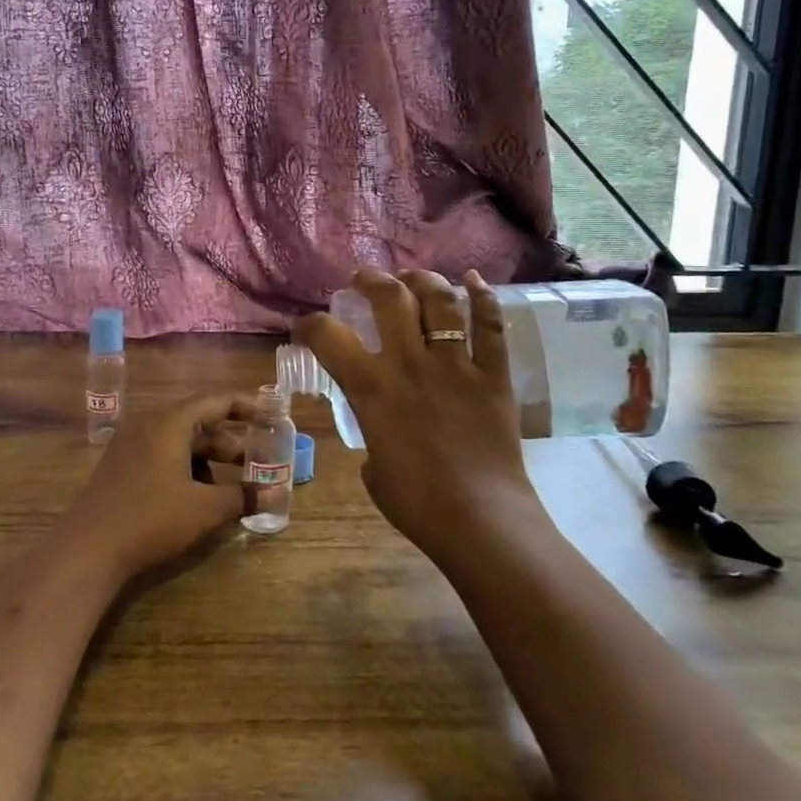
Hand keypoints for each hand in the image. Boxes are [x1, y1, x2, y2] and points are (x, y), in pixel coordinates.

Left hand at [66, 394, 254, 579]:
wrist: (87, 550)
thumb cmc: (151, 519)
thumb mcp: (204, 509)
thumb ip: (242, 497)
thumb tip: (275, 494)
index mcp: (169, 421)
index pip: (215, 400)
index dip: (246, 405)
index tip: (271, 413)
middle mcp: (149, 424)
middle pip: (198, 421)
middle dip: (230, 439)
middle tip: (258, 456)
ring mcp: (131, 444)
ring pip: (180, 441)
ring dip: (209, 458)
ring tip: (233, 483)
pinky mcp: (121, 466)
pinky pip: (163, 455)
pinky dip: (186, 467)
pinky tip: (199, 496)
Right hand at [294, 268, 534, 561]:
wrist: (481, 522)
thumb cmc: (417, 504)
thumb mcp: (374, 468)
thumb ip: (372, 435)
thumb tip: (381, 431)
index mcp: (373, 388)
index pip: (327, 336)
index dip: (309, 324)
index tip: (306, 327)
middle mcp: (411, 363)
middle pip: (390, 298)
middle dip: (372, 280)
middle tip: (365, 281)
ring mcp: (456, 365)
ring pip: (441, 301)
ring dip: (424, 280)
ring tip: (414, 278)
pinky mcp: (494, 376)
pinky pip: (492, 327)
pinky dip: (484, 299)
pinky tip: (474, 282)